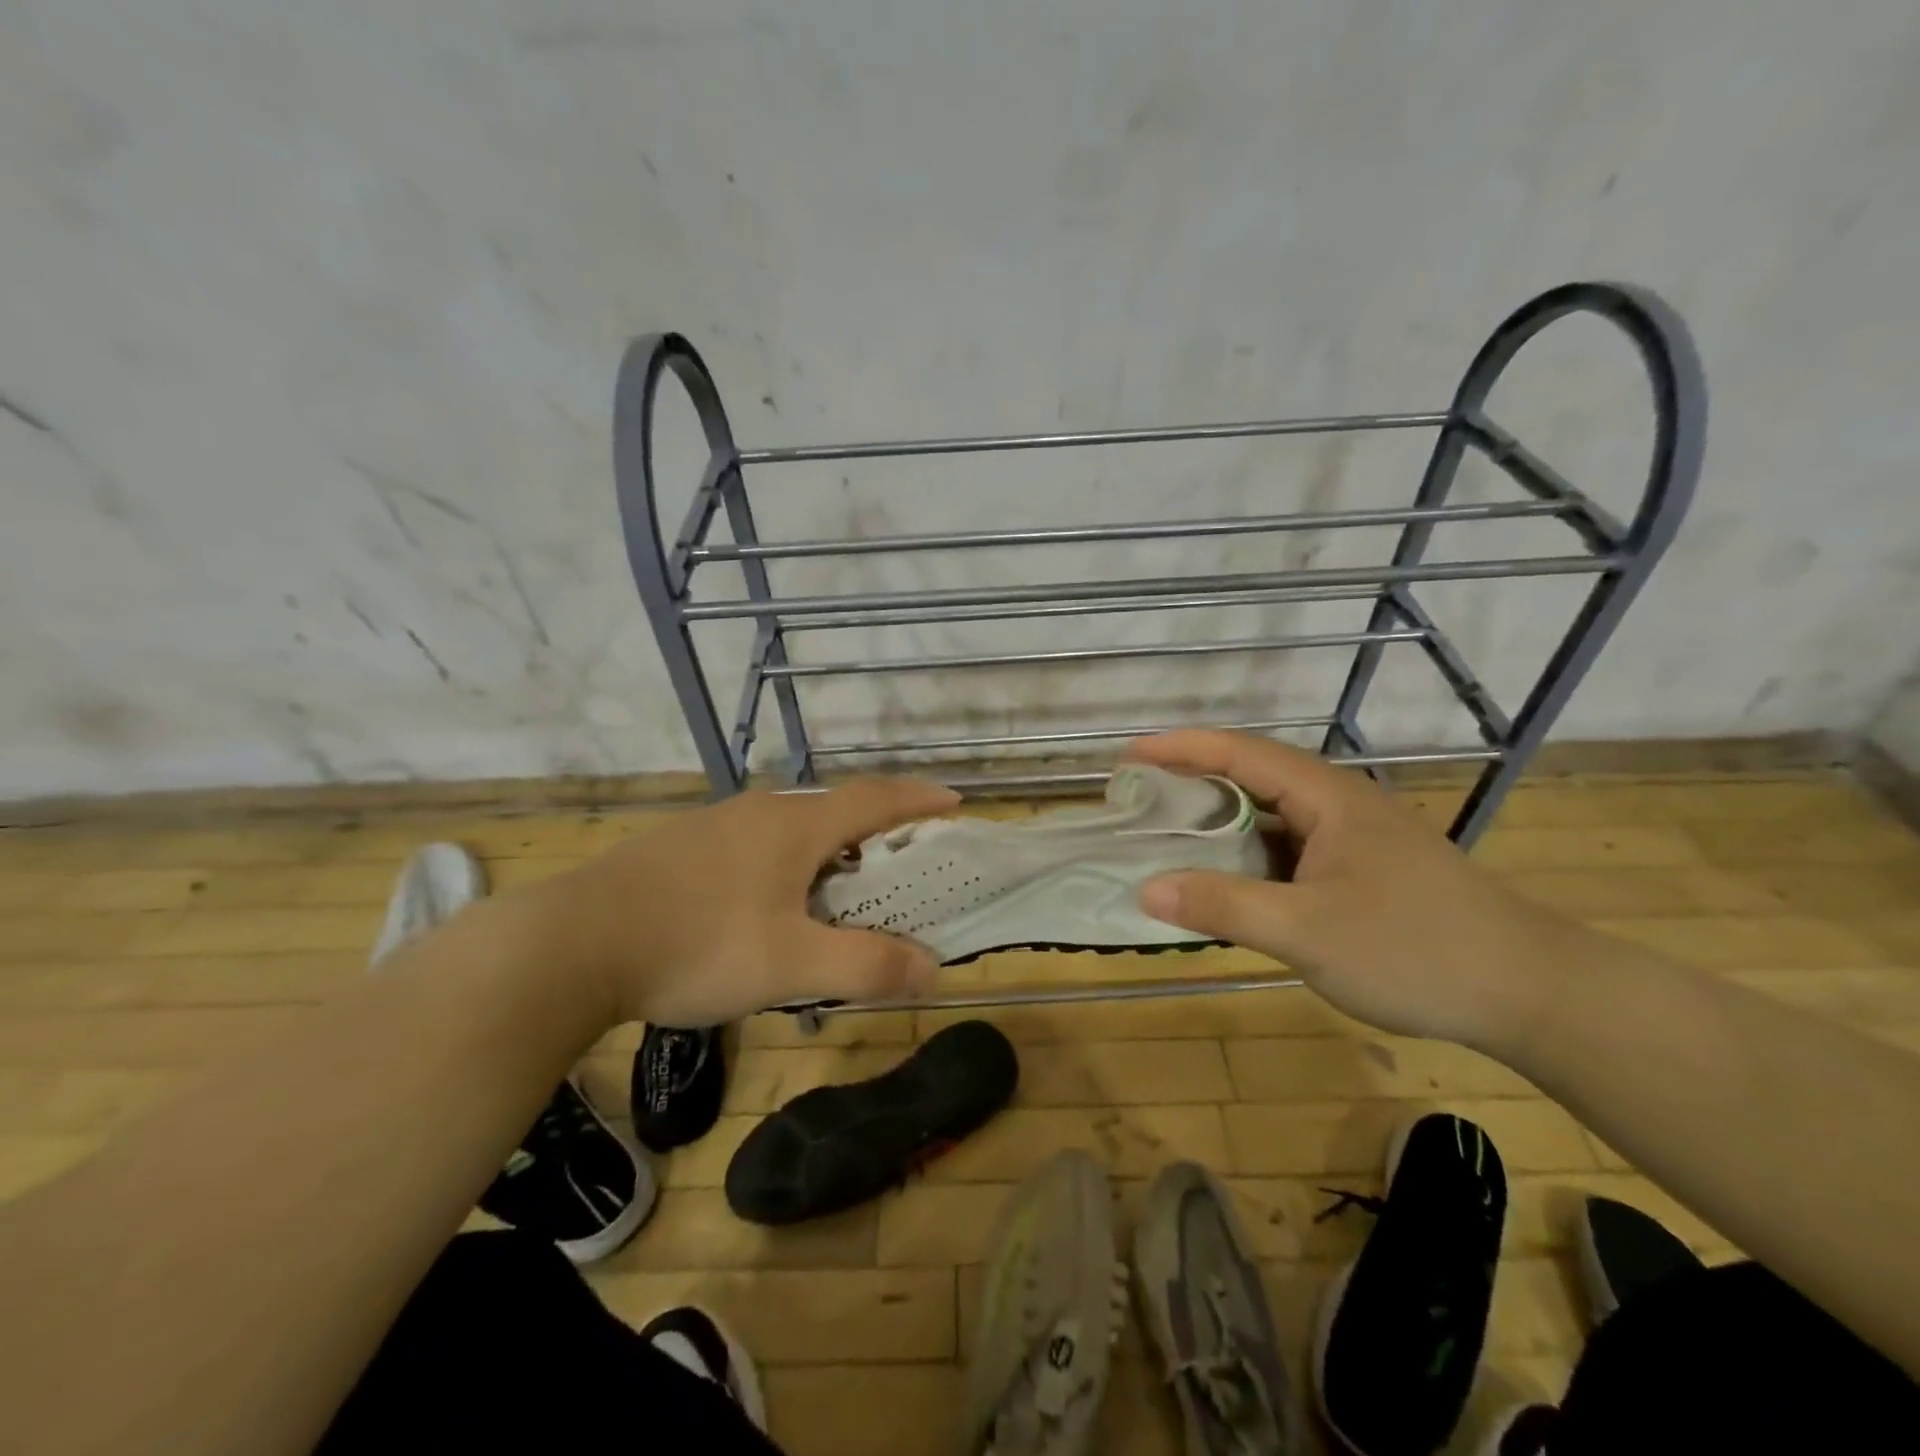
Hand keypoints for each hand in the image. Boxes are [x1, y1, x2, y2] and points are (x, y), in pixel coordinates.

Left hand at [539, 779, 959, 1027]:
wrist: (573, 943)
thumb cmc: (697, 944)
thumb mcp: (791, 965)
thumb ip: (865, 965)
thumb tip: (932, 967)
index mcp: (795, 826)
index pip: (875, 798)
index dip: (919, 799)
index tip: (954, 802)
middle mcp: (760, 812)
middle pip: (835, 811)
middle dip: (876, 832)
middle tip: (900, 865)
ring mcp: (716, 826)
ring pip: (791, 829)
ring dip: (827, 851)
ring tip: (838, 891)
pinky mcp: (683, 848)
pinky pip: (754, 844)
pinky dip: (785, 863)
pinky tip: (766, 904)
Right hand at [1131, 729, 1588, 1048]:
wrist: (1530, 993)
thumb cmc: (1415, 949)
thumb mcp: (1307, 931)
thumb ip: (1223, 906)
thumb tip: (1145, 888)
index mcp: (1326, 797)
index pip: (1238, 753)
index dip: (1179, 748)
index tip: (1126, 756)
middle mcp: (1338, 804)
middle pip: (1251, 778)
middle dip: (1191, 783)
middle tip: (1137, 799)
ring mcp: (1352, 838)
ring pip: (1270, 818)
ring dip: (1219, 824)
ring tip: (1167, 838)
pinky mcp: (1361, 870)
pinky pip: (1288, 851)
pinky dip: (1247, 858)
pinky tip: (1228, 884)